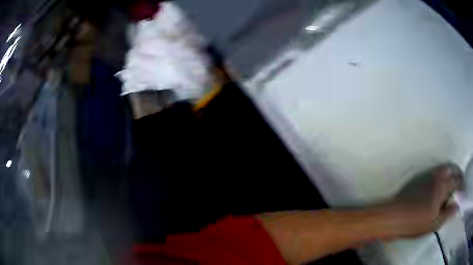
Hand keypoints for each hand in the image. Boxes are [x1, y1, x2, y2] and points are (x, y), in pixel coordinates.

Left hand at [381, 164, 461, 238]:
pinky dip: (442, 176)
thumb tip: (457, 206)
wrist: (394, 217)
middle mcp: (438, 175)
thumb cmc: (415, 223)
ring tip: (449, 189)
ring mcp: (428, 174)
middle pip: (452, 169)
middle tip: (457, 188)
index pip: (458, 180)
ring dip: (450, 175)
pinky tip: (439, 188)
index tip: (462, 194)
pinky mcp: (421, 177)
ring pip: (444, 169)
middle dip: (457, 176)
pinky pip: (436, 172)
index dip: (462, 186)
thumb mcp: (434, 223)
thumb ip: (448, 213)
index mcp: (443, 185)